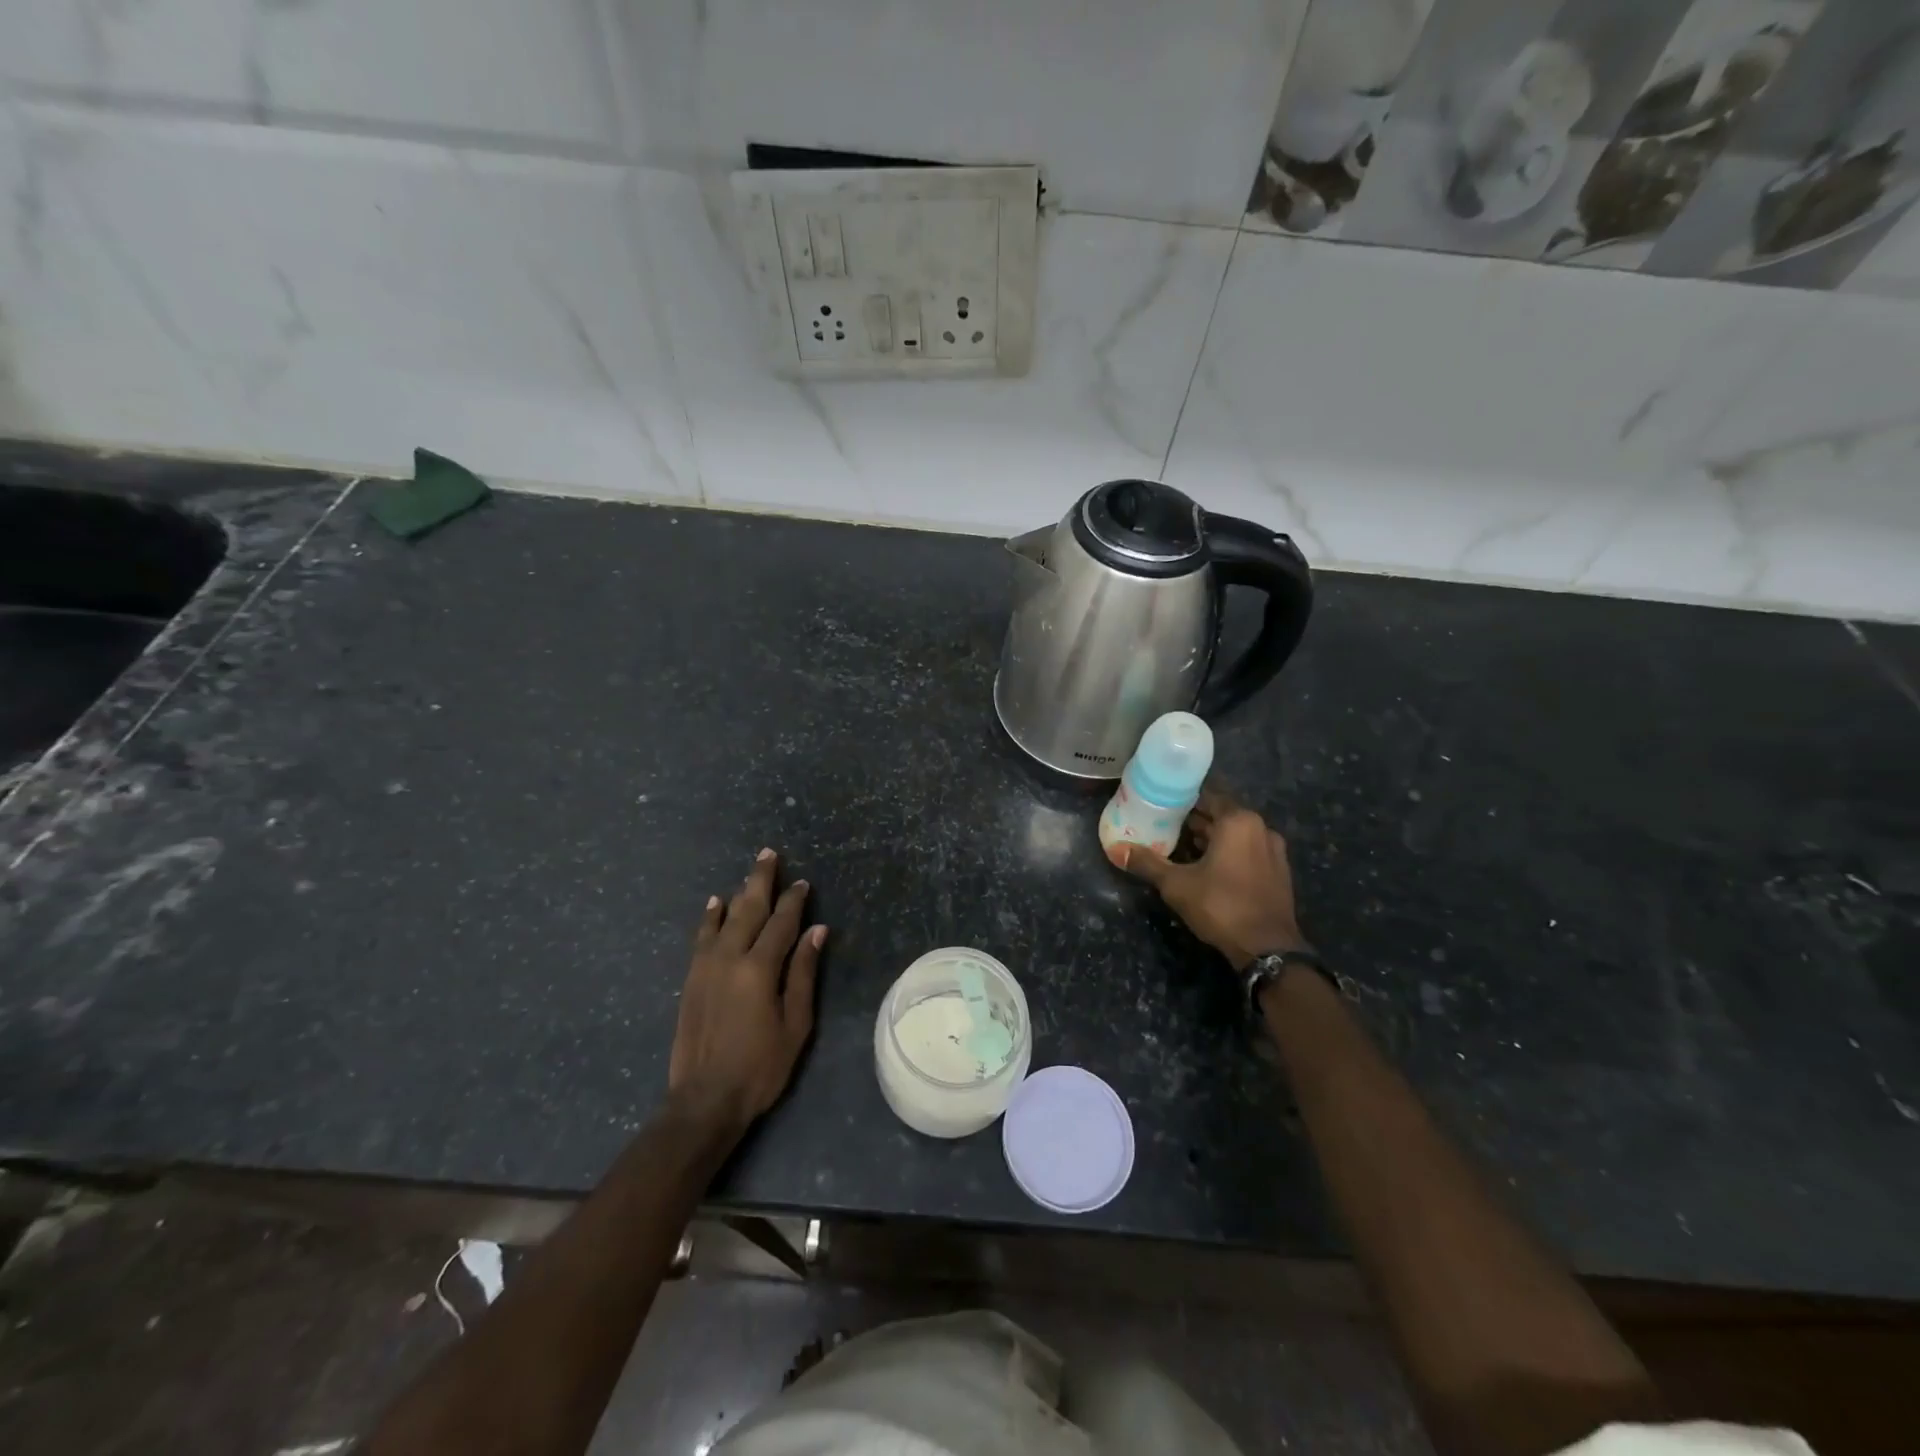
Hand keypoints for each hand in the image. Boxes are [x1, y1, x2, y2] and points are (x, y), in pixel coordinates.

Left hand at [668, 848, 825, 1130]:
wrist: (704, 1100)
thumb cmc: (761, 1066)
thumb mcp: (796, 1024)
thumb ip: (804, 973)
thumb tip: (816, 931)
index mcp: (760, 969)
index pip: (781, 923)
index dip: (794, 901)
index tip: (803, 883)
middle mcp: (730, 958)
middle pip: (749, 909)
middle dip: (761, 880)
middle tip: (769, 854)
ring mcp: (705, 966)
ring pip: (724, 918)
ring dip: (738, 892)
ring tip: (749, 872)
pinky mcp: (691, 978)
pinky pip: (701, 936)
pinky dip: (710, 917)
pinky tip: (715, 903)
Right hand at [1117, 788, 1307, 969]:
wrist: (1267, 949)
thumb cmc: (1221, 906)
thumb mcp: (1176, 884)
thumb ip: (1148, 863)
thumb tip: (1118, 849)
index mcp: (1238, 821)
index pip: (1207, 797)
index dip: (1183, 800)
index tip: (1161, 806)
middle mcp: (1260, 828)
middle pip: (1222, 815)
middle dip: (1196, 821)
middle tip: (1166, 827)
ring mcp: (1274, 850)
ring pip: (1236, 835)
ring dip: (1213, 838)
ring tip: (1183, 848)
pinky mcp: (1279, 872)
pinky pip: (1249, 851)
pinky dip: (1230, 853)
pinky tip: (1209, 868)